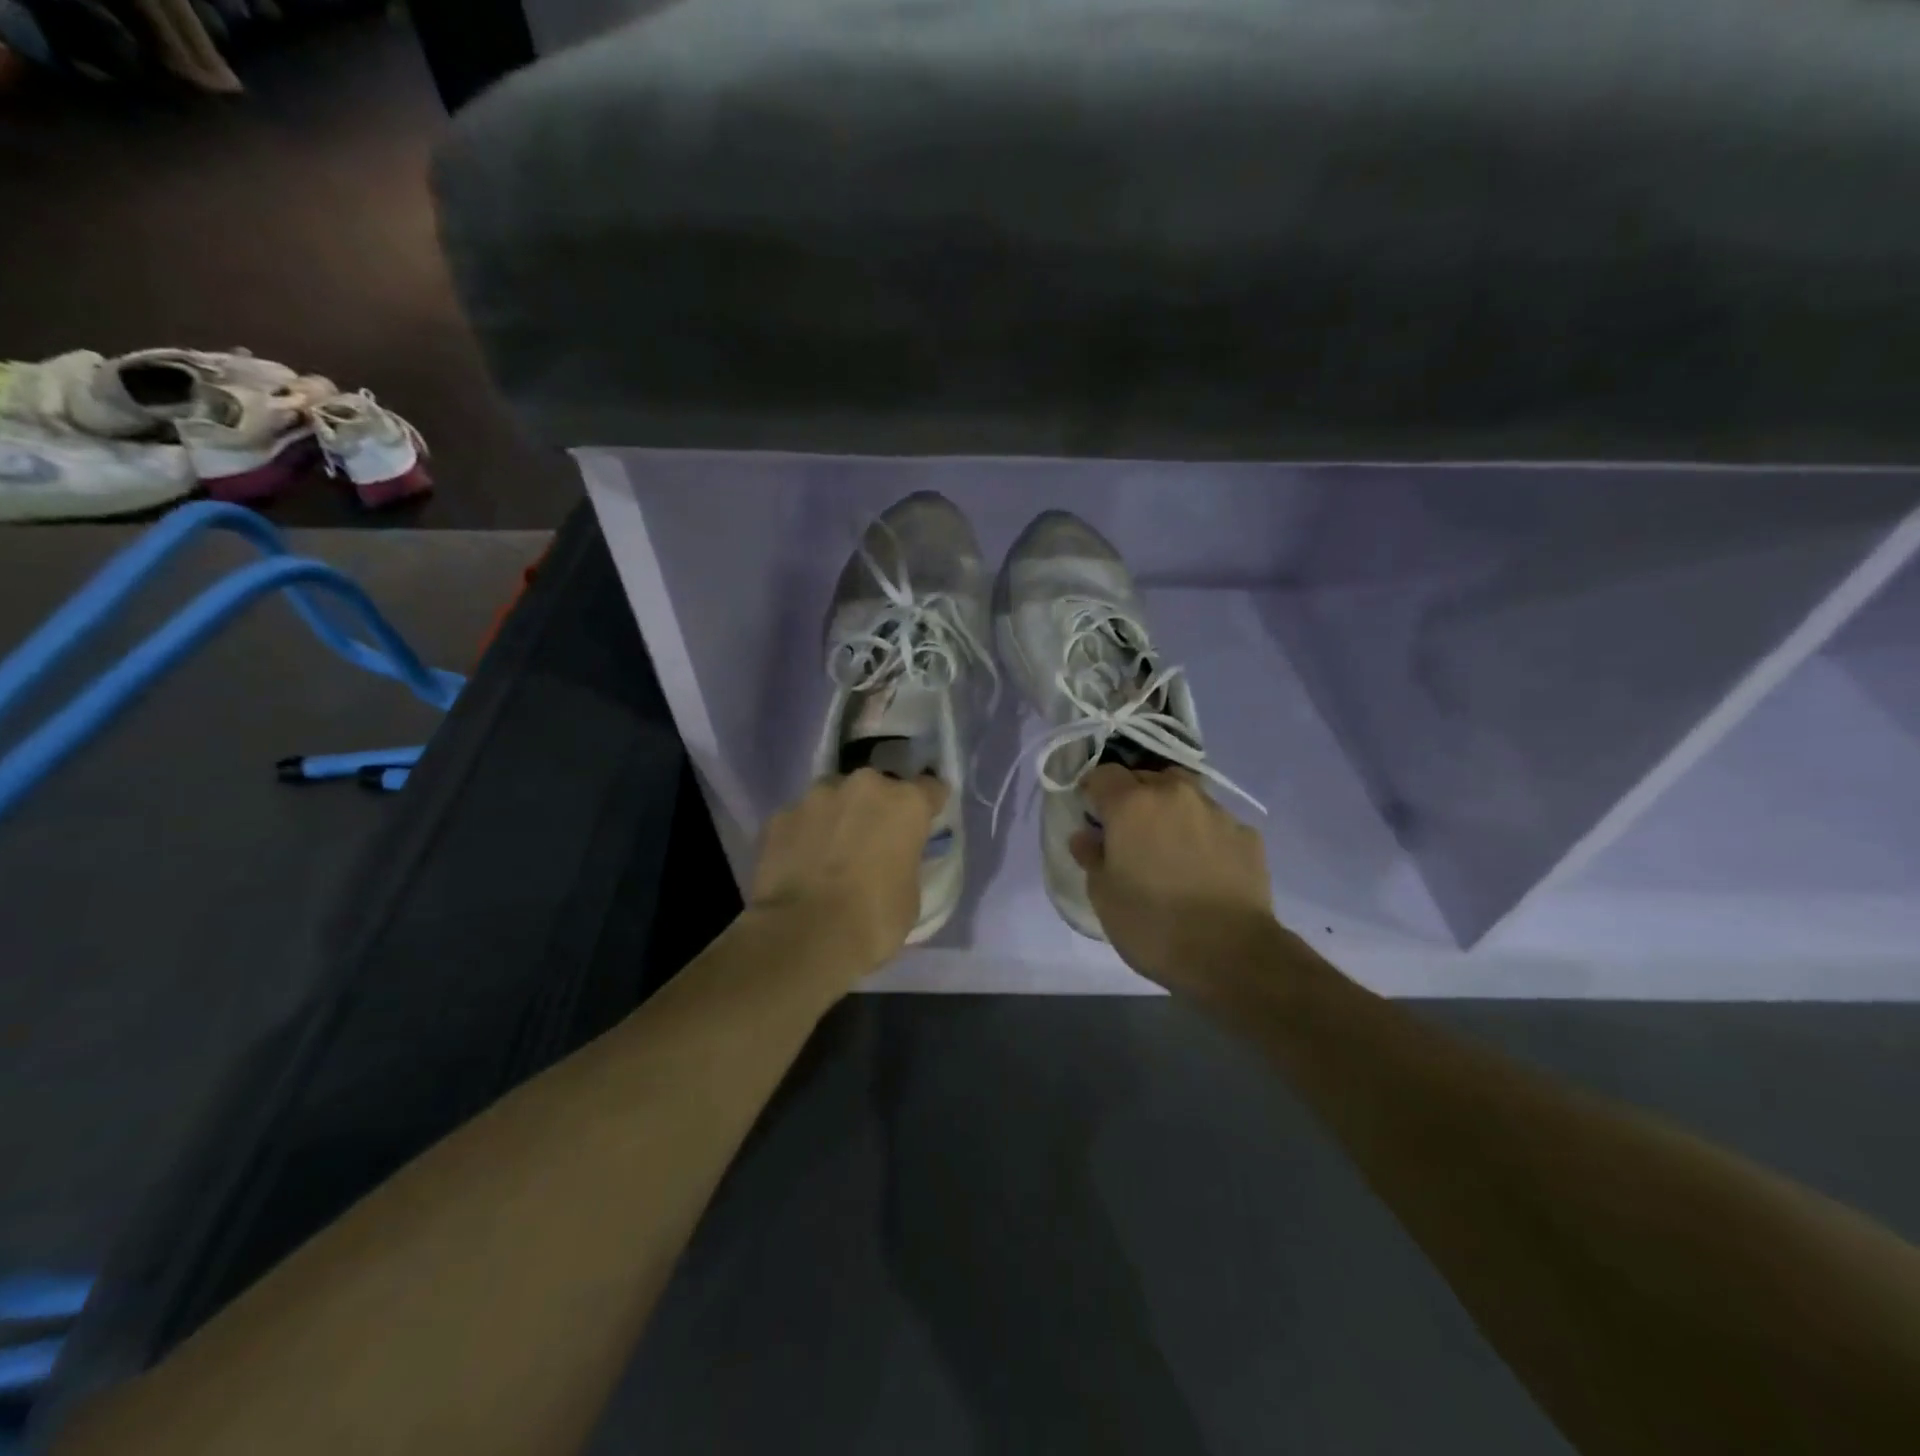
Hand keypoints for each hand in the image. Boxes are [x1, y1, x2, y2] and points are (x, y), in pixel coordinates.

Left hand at [748, 769, 947, 983]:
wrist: (803, 937)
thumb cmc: (873, 920)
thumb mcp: (910, 895)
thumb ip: (904, 862)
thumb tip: (891, 862)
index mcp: (905, 804)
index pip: (930, 788)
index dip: (927, 807)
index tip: (921, 826)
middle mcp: (863, 786)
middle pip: (877, 789)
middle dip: (876, 810)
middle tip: (871, 845)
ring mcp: (816, 797)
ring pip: (834, 798)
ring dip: (837, 817)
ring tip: (829, 855)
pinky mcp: (779, 816)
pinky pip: (799, 820)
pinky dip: (803, 836)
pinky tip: (799, 866)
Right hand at [1071, 765, 1279, 993]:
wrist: (1231, 954)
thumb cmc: (1152, 925)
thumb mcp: (1104, 896)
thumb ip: (1092, 857)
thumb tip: (1086, 836)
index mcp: (1132, 805)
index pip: (1104, 774)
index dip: (1094, 791)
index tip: (1092, 815)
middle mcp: (1174, 795)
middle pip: (1146, 777)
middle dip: (1133, 796)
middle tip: (1129, 831)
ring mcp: (1216, 811)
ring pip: (1186, 794)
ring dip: (1171, 808)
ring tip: (1170, 844)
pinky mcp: (1247, 834)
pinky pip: (1216, 822)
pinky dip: (1204, 833)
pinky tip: (1204, 866)